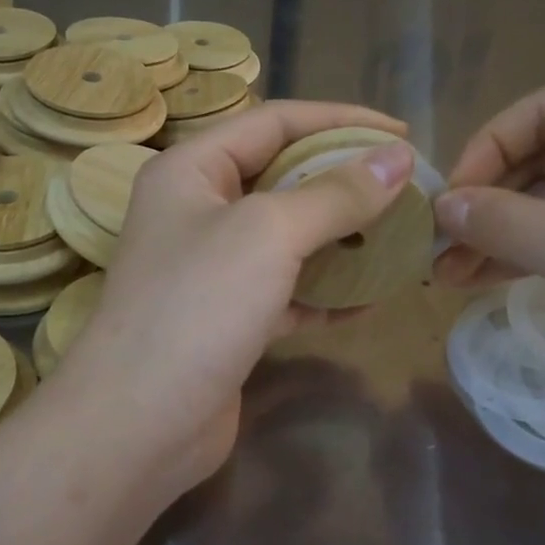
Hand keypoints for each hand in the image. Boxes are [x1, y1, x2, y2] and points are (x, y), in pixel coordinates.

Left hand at [45, 101, 413, 502]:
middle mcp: (197, 212)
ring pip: (288, 239)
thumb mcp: (271, 233)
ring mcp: (211, 269)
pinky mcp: (228, 320)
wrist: (141, 424)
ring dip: (341, 238)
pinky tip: (369, 300)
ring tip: (398, 238)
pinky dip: (325, 293)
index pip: (274, 121)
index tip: (400, 133)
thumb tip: (398, 157)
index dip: (340, 120)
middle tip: (404, 187)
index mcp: (191, 170)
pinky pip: (287, 292)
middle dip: (344, 181)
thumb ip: (336, 194)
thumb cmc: (198, 306)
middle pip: (282, 178)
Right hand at [433, 82, 544, 418]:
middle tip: (439, 242)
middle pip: (544, 156)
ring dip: (499, 233)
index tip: (449, 200)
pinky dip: (525, 253)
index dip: (487, 148)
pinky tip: (479, 279)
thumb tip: (440, 207)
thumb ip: (504, 221)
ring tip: (446, 271)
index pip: (544, 110)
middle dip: (488, 200)